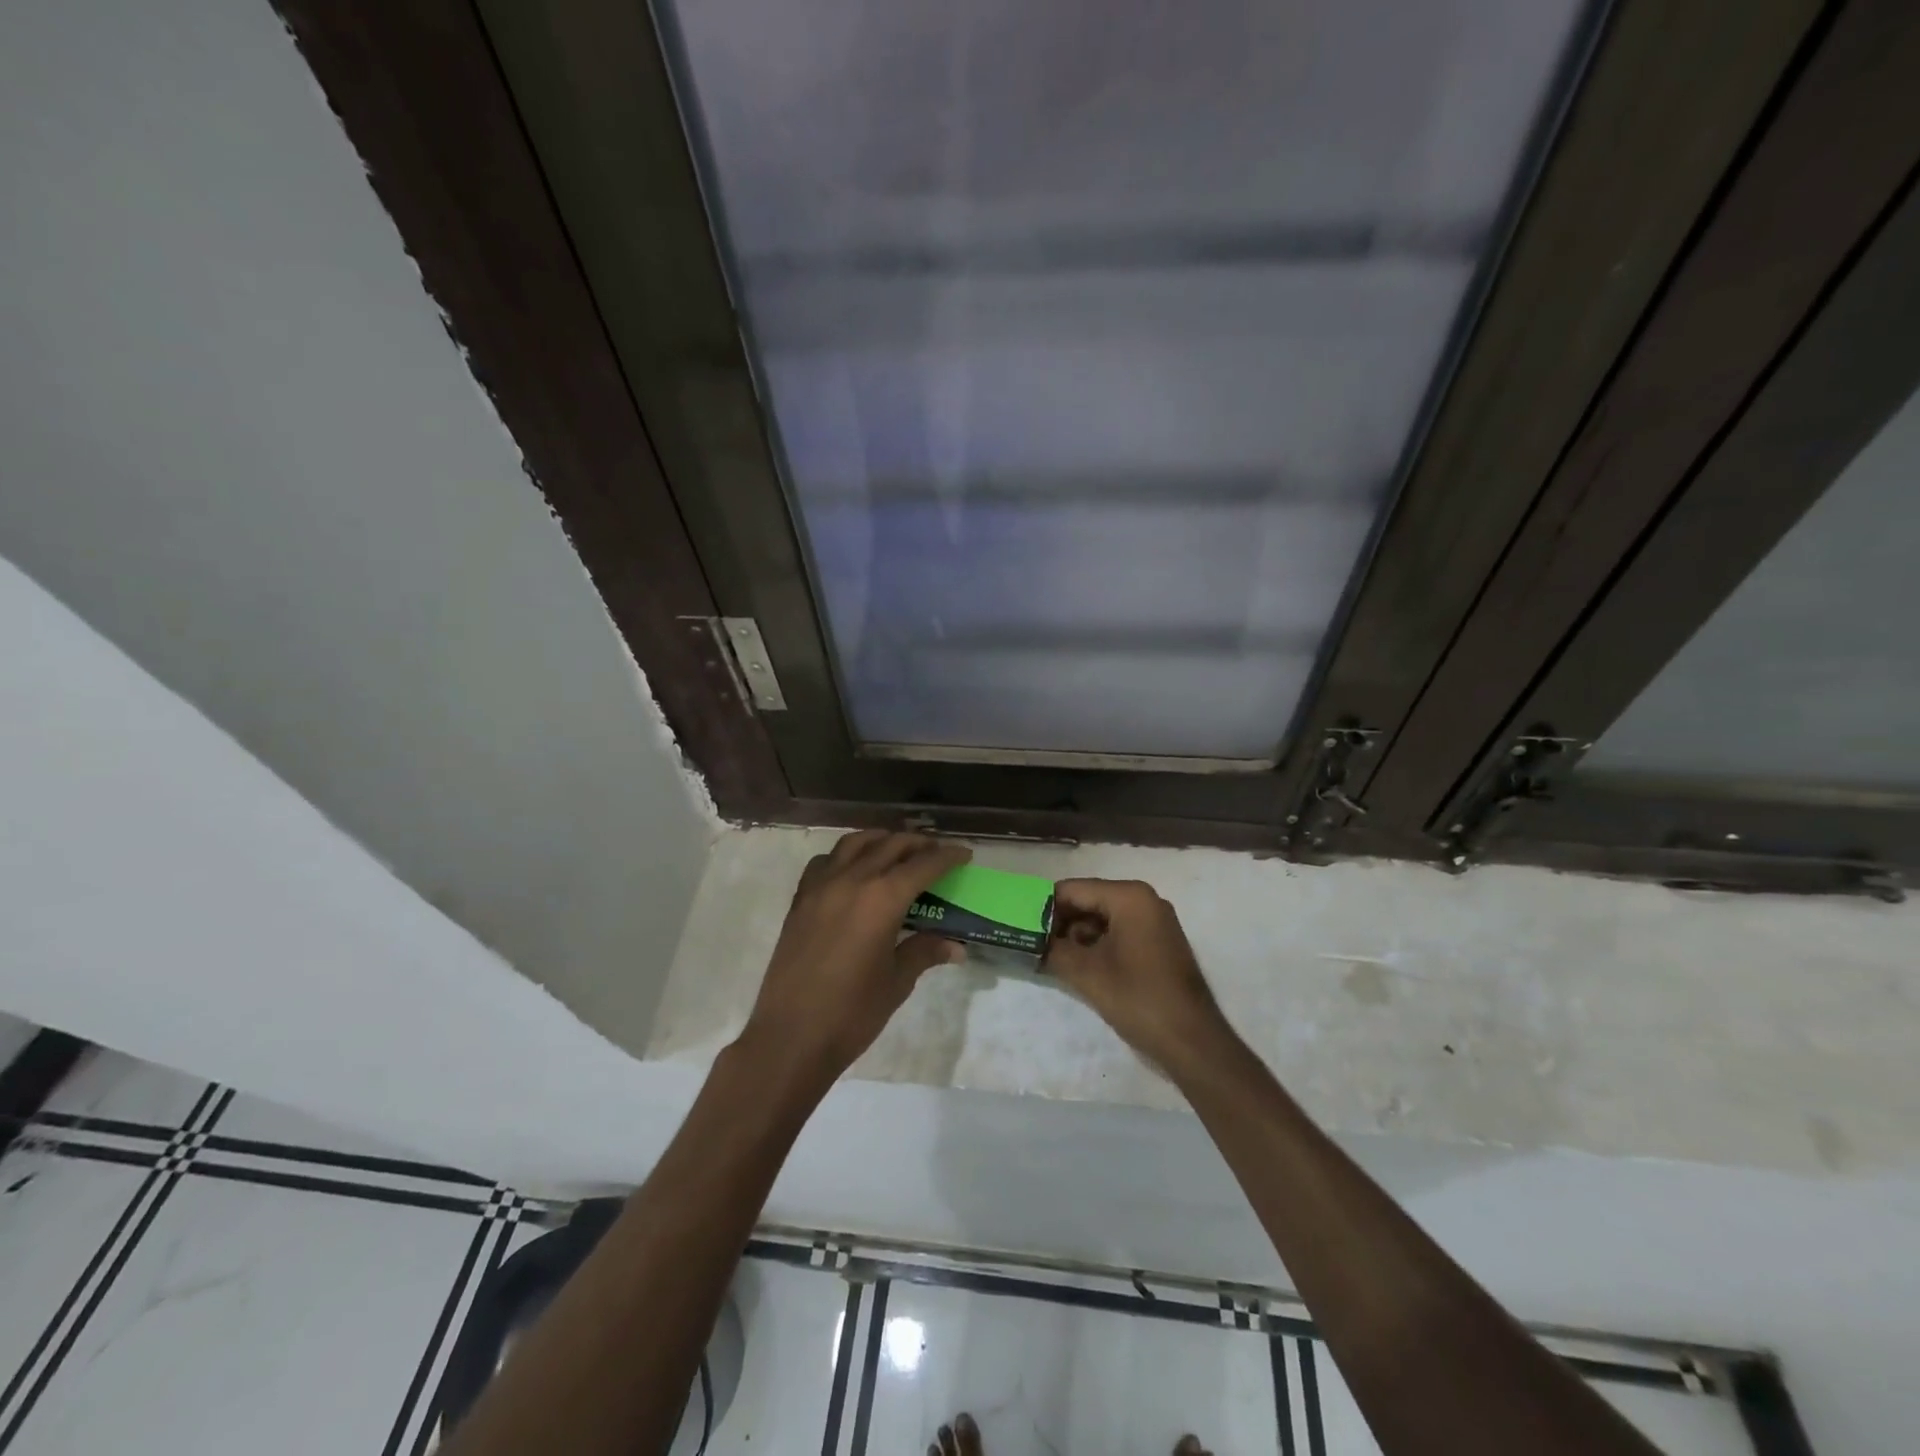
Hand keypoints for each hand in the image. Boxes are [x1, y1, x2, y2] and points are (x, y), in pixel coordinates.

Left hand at [741, 830, 969, 1085]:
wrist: (790, 1037)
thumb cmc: (852, 1013)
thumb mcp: (896, 981)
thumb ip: (924, 952)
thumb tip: (956, 946)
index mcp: (882, 898)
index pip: (923, 865)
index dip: (947, 856)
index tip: (964, 854)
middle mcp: (852, 880)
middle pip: (890, 845)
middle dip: (918, 844)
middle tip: (936, 852)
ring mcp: (821, 887)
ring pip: (855, 844)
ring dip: (881, 840)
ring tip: (897, 850)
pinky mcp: (800, 900)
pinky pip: (824, 861)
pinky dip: (845, 856)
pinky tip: (853, 870)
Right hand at [1044, 879, 1232, 1075]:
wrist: (1192, 1041)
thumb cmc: (1138, 998)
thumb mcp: (1086, 973)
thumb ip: (1053, 949)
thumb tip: (1029, 940)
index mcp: (1129, 896)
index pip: (1073, 889)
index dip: (1044, 907)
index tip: (1021, 926)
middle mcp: (1144, 899)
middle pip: (1089, 900)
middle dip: (1060, 922)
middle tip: (1032, 943)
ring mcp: (1155, 920)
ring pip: (1102, 918)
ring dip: (1077, 935)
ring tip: (1050, 957)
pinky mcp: (1158, 942)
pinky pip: (1119, 931)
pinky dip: (1097, 944)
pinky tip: (1077, 965)